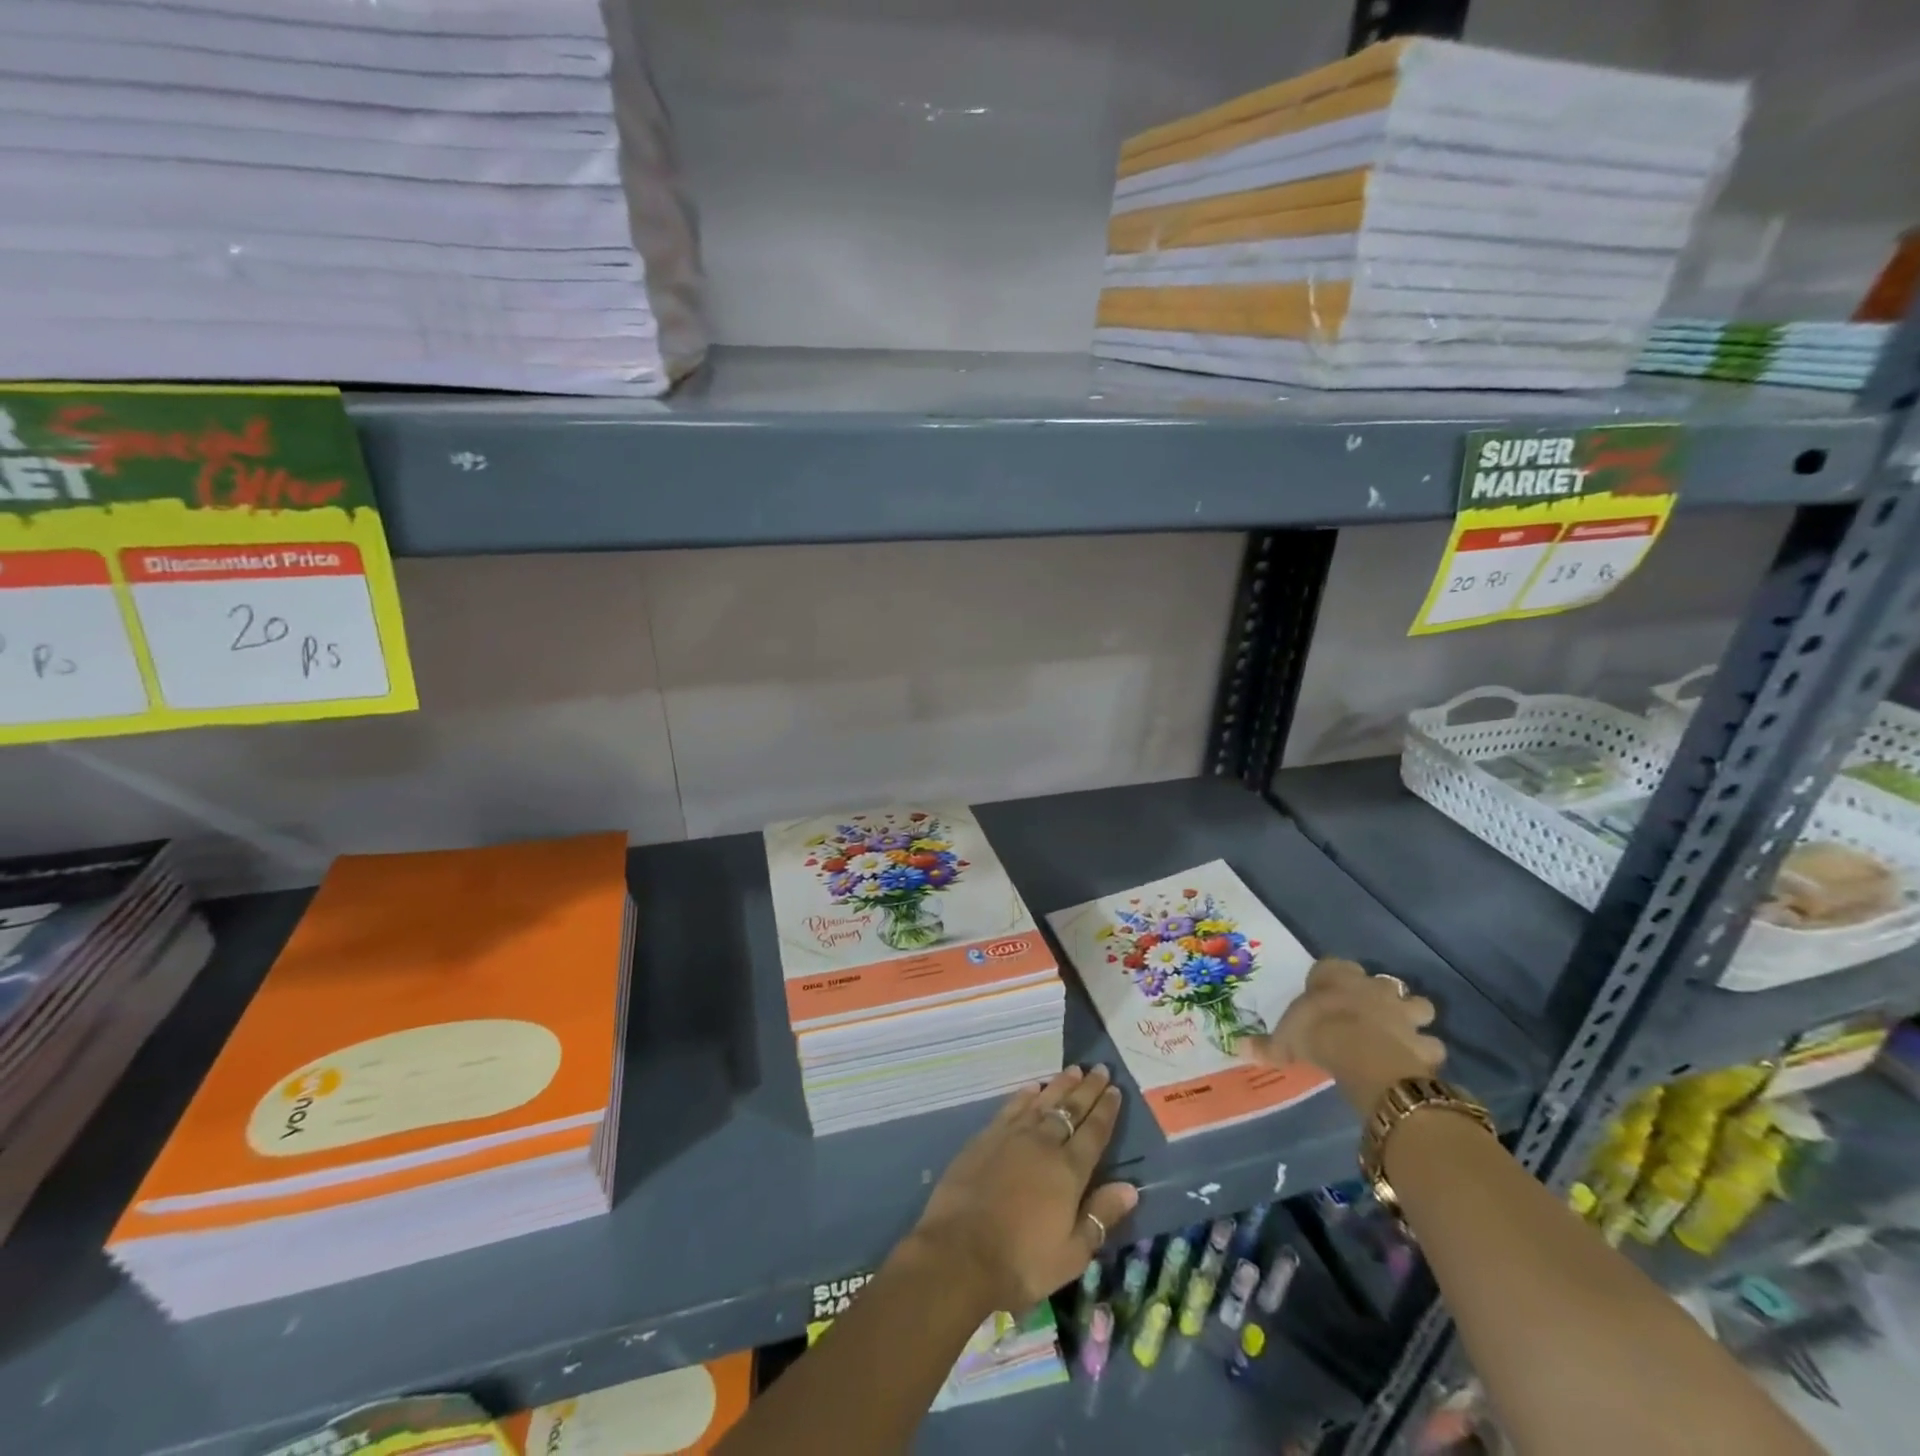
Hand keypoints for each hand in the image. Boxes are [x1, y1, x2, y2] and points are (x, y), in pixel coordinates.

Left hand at [907, 1066, 1137, 1314]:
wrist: (960, 1252)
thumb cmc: (1022, 1261)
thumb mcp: (1071, 1254)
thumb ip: (1100, 1216)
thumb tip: (1130, 1187)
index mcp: (1069, 1171)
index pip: (1094, 1133)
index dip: (1106, 1110)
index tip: (1115, 1089)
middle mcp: (1043, 1144)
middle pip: (1070, 1110)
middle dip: (1087, 1089)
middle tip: (1100, 1068)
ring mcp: (1012, 1136)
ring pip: (1042, 1102)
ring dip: (1060, 1085)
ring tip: (1073, 1070)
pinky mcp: (986, 1137)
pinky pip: (1011, 1108)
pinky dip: (1025, 1095)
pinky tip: (1032, 1087)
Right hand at [1245, 958, 1444, 1112]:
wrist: (1361, 1053)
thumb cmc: (1317, 1033)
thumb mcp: (1285, 1040)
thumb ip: (1268, 1045)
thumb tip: (1239, 1047)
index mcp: (1336, 978)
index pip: (1335, 966)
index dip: (1333, 978)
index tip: (1328, 991)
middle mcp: (1372, 987)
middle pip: (1384, 982)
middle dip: (1382, 996)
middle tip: (1372, 1013)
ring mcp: (1402, 1012)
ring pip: (1418, 1006)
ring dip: (1413, 1019)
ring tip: (1402, 1035)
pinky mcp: (1422, 1040)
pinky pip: (1430, 1045)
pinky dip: (1425, 1052)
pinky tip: (1417, 1063)